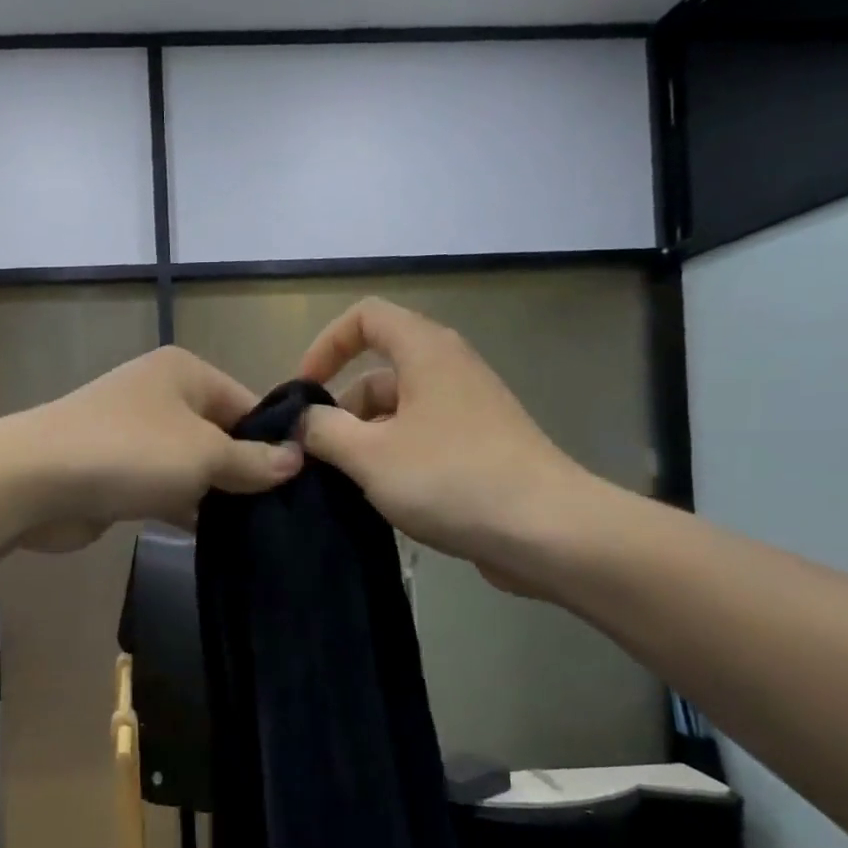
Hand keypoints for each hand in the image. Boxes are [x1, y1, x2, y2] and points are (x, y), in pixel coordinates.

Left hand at [12, 345, 301, 551]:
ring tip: (260, 531)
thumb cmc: (131, 453)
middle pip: (221, 435)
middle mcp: (161, 396)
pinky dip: (186, 508)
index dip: (275, 442)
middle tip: (285, 514)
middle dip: (247, 472)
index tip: (304, 484)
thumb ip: (253, 462)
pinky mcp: (118, 472)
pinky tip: (216, 537)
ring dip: (217, 495)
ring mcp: (136, 435)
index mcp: (185, 373)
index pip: (248, 404)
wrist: (35, 482)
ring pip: (193, 465)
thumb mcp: (204, 455)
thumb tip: (297, 460)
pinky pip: (165, 488)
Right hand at [297, 299, 611, 595]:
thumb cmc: (451, 478)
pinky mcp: (480, 447)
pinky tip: (383, 499)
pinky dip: (394, 458)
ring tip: (347, 484)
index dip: (327, 345)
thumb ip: (323, 430)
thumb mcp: (369, 454)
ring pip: (398, 411)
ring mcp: (468, 410)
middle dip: (342, 409)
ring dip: (365, 440)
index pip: (365, 317)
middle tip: (319, 455)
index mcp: (425, 352)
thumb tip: (300, 421)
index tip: (305, 392)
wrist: (547, 530)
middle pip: (378, 372)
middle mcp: (449, 370)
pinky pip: (422, 439)